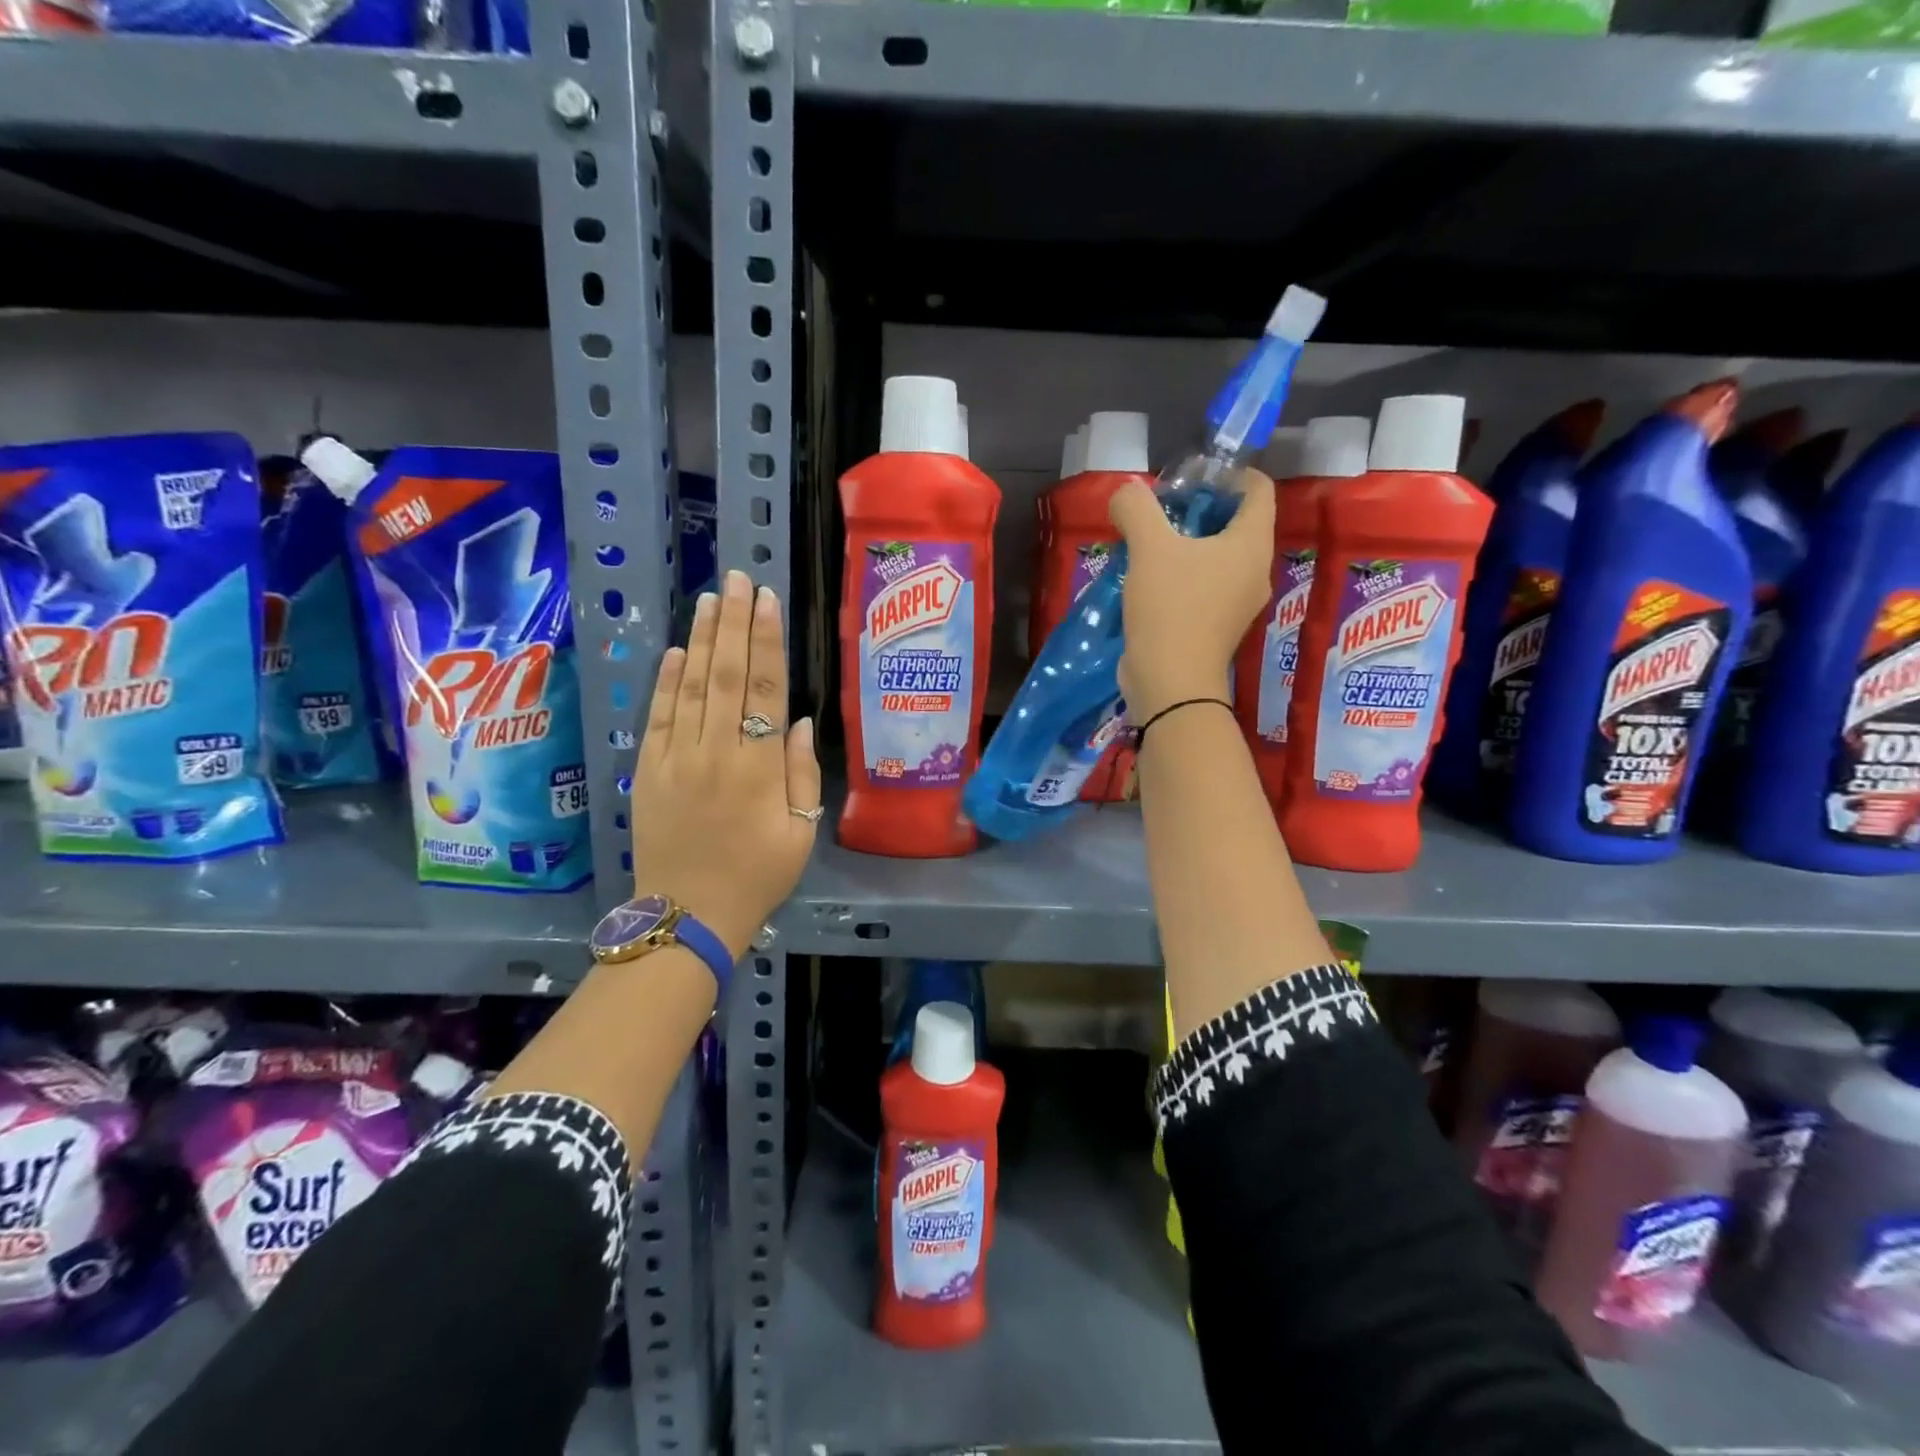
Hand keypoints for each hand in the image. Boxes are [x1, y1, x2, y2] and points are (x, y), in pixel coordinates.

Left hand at [630, 570, 821, 958]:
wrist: (688, 916)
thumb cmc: (757, 877)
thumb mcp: (800, 833)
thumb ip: (802, 774)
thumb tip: (802, 722)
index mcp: (759, 768)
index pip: (764, 690)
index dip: (767, 642)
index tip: (768, 601)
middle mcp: (716, 752)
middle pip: (725, 675)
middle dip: (734, 623)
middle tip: (738, 579)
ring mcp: (676, 759)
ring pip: (690, 687)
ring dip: (702, 639)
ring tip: (711, 599)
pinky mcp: (648, 770)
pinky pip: (658, 716)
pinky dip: (667, 680)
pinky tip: (678, 650)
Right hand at [1109, 468, 1274, 722]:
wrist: (1171, 682)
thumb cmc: (1170, 608)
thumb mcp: (1148, 548)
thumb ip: (1137, 508)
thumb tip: (1126, 492)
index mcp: (1251, 544)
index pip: (1259, 489)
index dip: (1230, 474)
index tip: (1192, 478)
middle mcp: (1255, 571)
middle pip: (1238, 523)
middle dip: (1203, 509)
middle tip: (1163, 509)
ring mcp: (1238, 603)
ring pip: (1220, 557)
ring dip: (1189, 544)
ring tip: (1151, 542)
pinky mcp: (1217, 626)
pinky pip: (1206, 586)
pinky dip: (1184, 574)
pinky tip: (1151, 578)